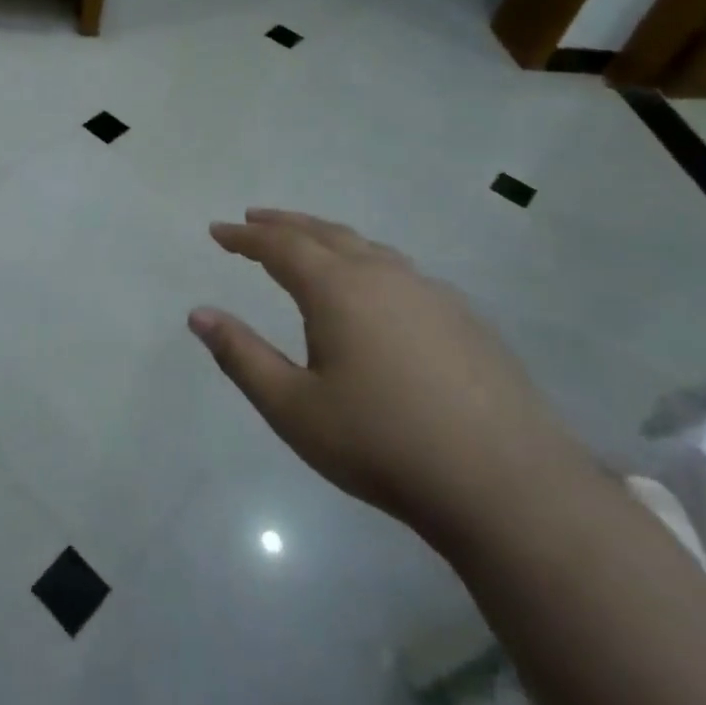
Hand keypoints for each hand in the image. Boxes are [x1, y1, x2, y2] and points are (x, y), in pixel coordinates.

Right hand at [190, 209, 594, 538]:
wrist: (507, 484)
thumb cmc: (383, 444)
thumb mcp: (294, 408)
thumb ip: (242, 356)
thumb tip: (198, 314)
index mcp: (338, 289)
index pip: (279, 246)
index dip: (245, 236)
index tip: (218, 230)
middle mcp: (383, 275)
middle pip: (324, 233)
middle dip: (284, 224)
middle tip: (255, 220)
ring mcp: (430, 292)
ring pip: (367, 247)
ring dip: (327, 239)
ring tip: (307, 245)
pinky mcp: (463, 317)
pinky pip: (399, 271)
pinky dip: (366, 262)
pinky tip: (372, 290)